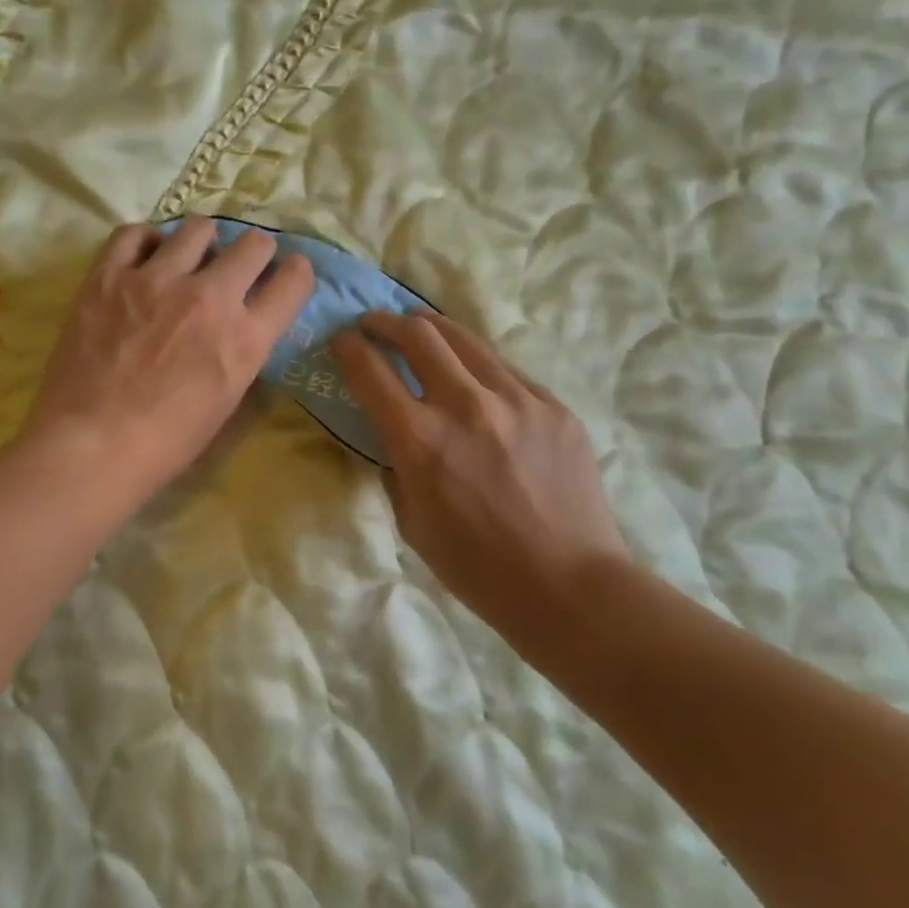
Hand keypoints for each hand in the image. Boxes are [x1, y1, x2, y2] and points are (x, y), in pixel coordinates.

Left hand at [22, 219, 313, 504]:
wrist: (92, 446)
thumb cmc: (166, 442)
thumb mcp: (226, 399)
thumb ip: (242, 350)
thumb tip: (243, 321)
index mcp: (244, 338)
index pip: (293, 281)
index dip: (295, 273)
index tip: (286, 273)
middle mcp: (209, 297)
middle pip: (254, 244)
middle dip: (255, 252)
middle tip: (238, 266)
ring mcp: (156, 280)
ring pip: (198, 228)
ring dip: (203, 243)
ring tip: (189, 259)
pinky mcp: (109, 276)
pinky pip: (135, 233)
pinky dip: (147, 241)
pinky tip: (145, 257)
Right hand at [331, 311, 632, 642]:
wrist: (568, 585)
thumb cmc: (477, 567)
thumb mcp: (411, 522)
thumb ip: (395, 465)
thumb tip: (391, 432)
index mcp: (420, 440)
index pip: (370, 370)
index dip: (348, 348)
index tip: (341, 340)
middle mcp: (465, 405)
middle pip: (417, 334)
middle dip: (386, 322)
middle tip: (375, 324)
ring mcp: (516, 400)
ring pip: (464, 338)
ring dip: (431, 327)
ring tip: (419, 327)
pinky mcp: (553, 405)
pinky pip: (505, 369)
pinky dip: (477, 364)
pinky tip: (474, 375)